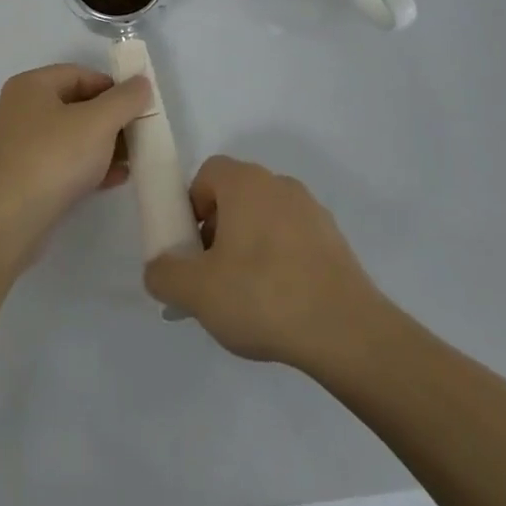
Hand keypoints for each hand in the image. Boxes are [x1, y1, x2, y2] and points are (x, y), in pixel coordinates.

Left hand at [0, 65, 152, 270]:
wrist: (4, 222)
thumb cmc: (52, 158)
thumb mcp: (97, 122)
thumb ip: (124, 99)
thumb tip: (141, 83)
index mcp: (31, 86)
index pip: (80, 74)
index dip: (113, 87)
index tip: (139, 107)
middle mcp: (20, 110)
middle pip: (76, 106)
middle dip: (111, 120)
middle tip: (140, 136)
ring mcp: (19, 146)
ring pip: (71, 137)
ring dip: (103, 146)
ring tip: (133, 161)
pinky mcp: (23, 179)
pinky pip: (62, 163)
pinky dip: (88, 167)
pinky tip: (114, 180)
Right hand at [144, 156, 386, 369]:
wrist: (346, 331)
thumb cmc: (262, 296)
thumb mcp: (196, 292)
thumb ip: (164, 274)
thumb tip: (159, 269)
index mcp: (245, 183)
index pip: (207, 174)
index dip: (191, 207)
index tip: (192, 248)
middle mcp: (279, 185)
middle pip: (235, 197)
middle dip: (217, 231)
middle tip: (212, 276)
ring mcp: (312, 211)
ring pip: (265, 219)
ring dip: (248, 247)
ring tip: (247, 298)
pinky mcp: (335, 241)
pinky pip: (293, 241)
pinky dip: (280, 262)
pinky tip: (280, 305)